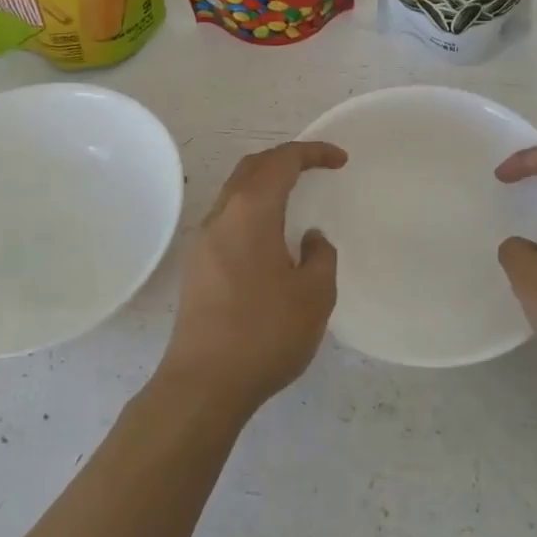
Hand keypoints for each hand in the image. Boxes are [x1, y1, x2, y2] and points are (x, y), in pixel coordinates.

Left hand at [157, 141, 345, 413]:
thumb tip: (311, 239)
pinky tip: (271, 239)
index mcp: (249, 214)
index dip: (312, 153)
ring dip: (266, 185)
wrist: (204, 384)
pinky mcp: (196, 267)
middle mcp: (219, 218)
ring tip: (296, 199)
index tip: (340, 161)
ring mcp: (201, 242)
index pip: (281, 162)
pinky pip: (227, 220)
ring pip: (235, 194)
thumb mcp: (315, 295)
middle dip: (285, 160)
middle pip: (251, 169)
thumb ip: (321, 257)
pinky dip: (253, 211)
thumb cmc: (265, 334)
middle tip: (317, 169)